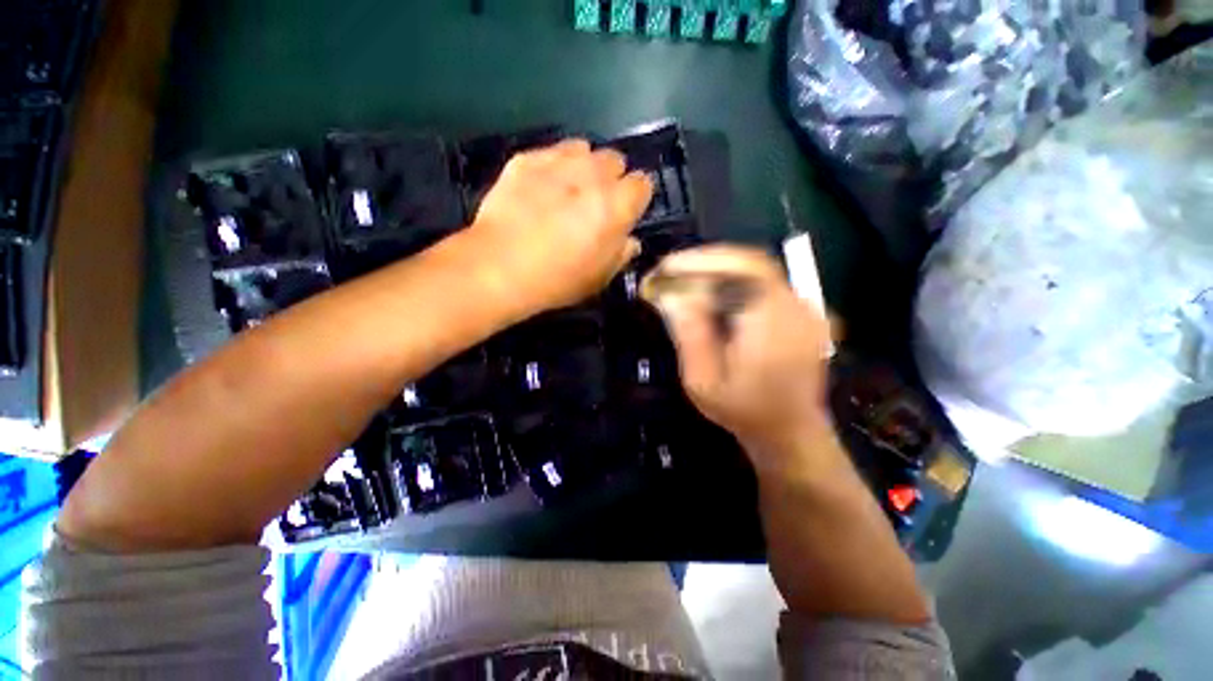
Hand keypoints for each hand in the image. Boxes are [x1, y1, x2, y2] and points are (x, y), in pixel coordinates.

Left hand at [466, 139, 653, 315]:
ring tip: (564, 185)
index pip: (642, 183)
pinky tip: (534, 185)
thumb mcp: (597, 278)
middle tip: (591, 198)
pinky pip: (547, 152)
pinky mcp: (525, 159)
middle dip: (608, 175)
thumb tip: (629, 240)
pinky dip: (547, 164)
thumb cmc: (553, 280)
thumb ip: (620, 253)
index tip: (624, 209)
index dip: (633, 196)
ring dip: (579, 163)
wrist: (495, 266)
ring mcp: (558, 161)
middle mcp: (593, 173)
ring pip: (581, 148)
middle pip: (614, 159)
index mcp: (618, 203)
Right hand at [644, 245, 836, 475]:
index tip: (665, 269)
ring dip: (724, 268)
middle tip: (674, 270)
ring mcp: (805, 308)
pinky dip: (742, 280)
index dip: (699, 262)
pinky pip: (770, 283)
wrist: (791, 432)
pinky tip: (719, 293)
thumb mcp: (704, 382)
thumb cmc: (745, 412)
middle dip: (709, 260)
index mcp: (772, 322)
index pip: (738, 270)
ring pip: (761, 269)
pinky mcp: (805, 313)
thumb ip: (690, 334)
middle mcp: (795, 307)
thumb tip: (671, 293)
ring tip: (691, 279)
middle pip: (751, 261)